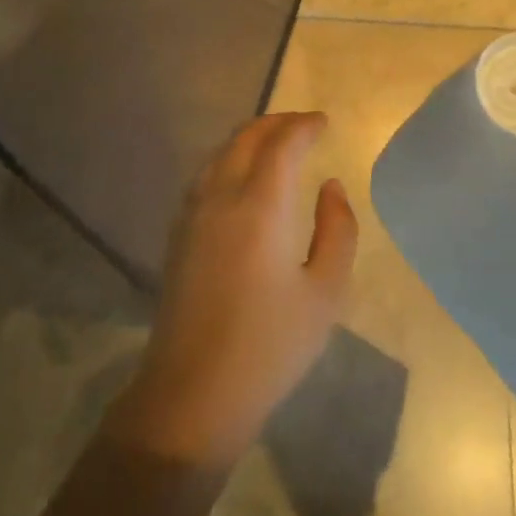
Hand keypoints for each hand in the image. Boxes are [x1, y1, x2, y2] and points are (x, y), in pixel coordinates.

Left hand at [106, 113, 357, 468]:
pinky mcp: (178, 234)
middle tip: (303, 125)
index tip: (324, 122)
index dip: (304, 126)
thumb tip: (330, 186)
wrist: (194, 392)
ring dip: (249, 138)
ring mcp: (192, 214)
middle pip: (244, 138)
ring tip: (276, 143)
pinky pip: (205, 175)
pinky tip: (243, 177)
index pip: (281, 144)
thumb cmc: (270, 346)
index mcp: (259, 207)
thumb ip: (337, 230)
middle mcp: (220, 197)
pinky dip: (229, 159)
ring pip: (220, 153)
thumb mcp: (325, 292)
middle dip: (276, 123)